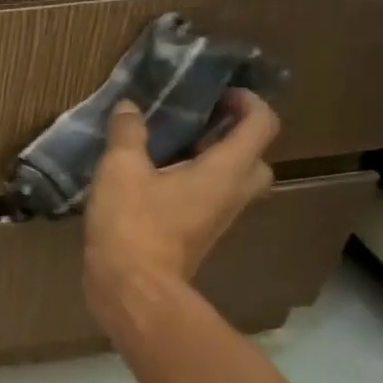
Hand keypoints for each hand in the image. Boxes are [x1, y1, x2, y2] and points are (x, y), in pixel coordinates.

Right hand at [83, 90, 280, 333]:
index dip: (248, 102)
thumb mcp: (120, 170)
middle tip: (199, 124)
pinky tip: (154, 180)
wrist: (131, 288)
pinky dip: (193, 183)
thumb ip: (127, 134)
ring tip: (171, 148)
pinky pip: (208, 200)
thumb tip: (128, 107)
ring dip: (212, 161)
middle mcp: (231, 194)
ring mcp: (216, 220)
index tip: (218, 94)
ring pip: (232, 181)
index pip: (261, 125)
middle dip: (233, 135)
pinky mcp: (197, 237)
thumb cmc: (133, 225)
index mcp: (224, 171)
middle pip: (254, 157)